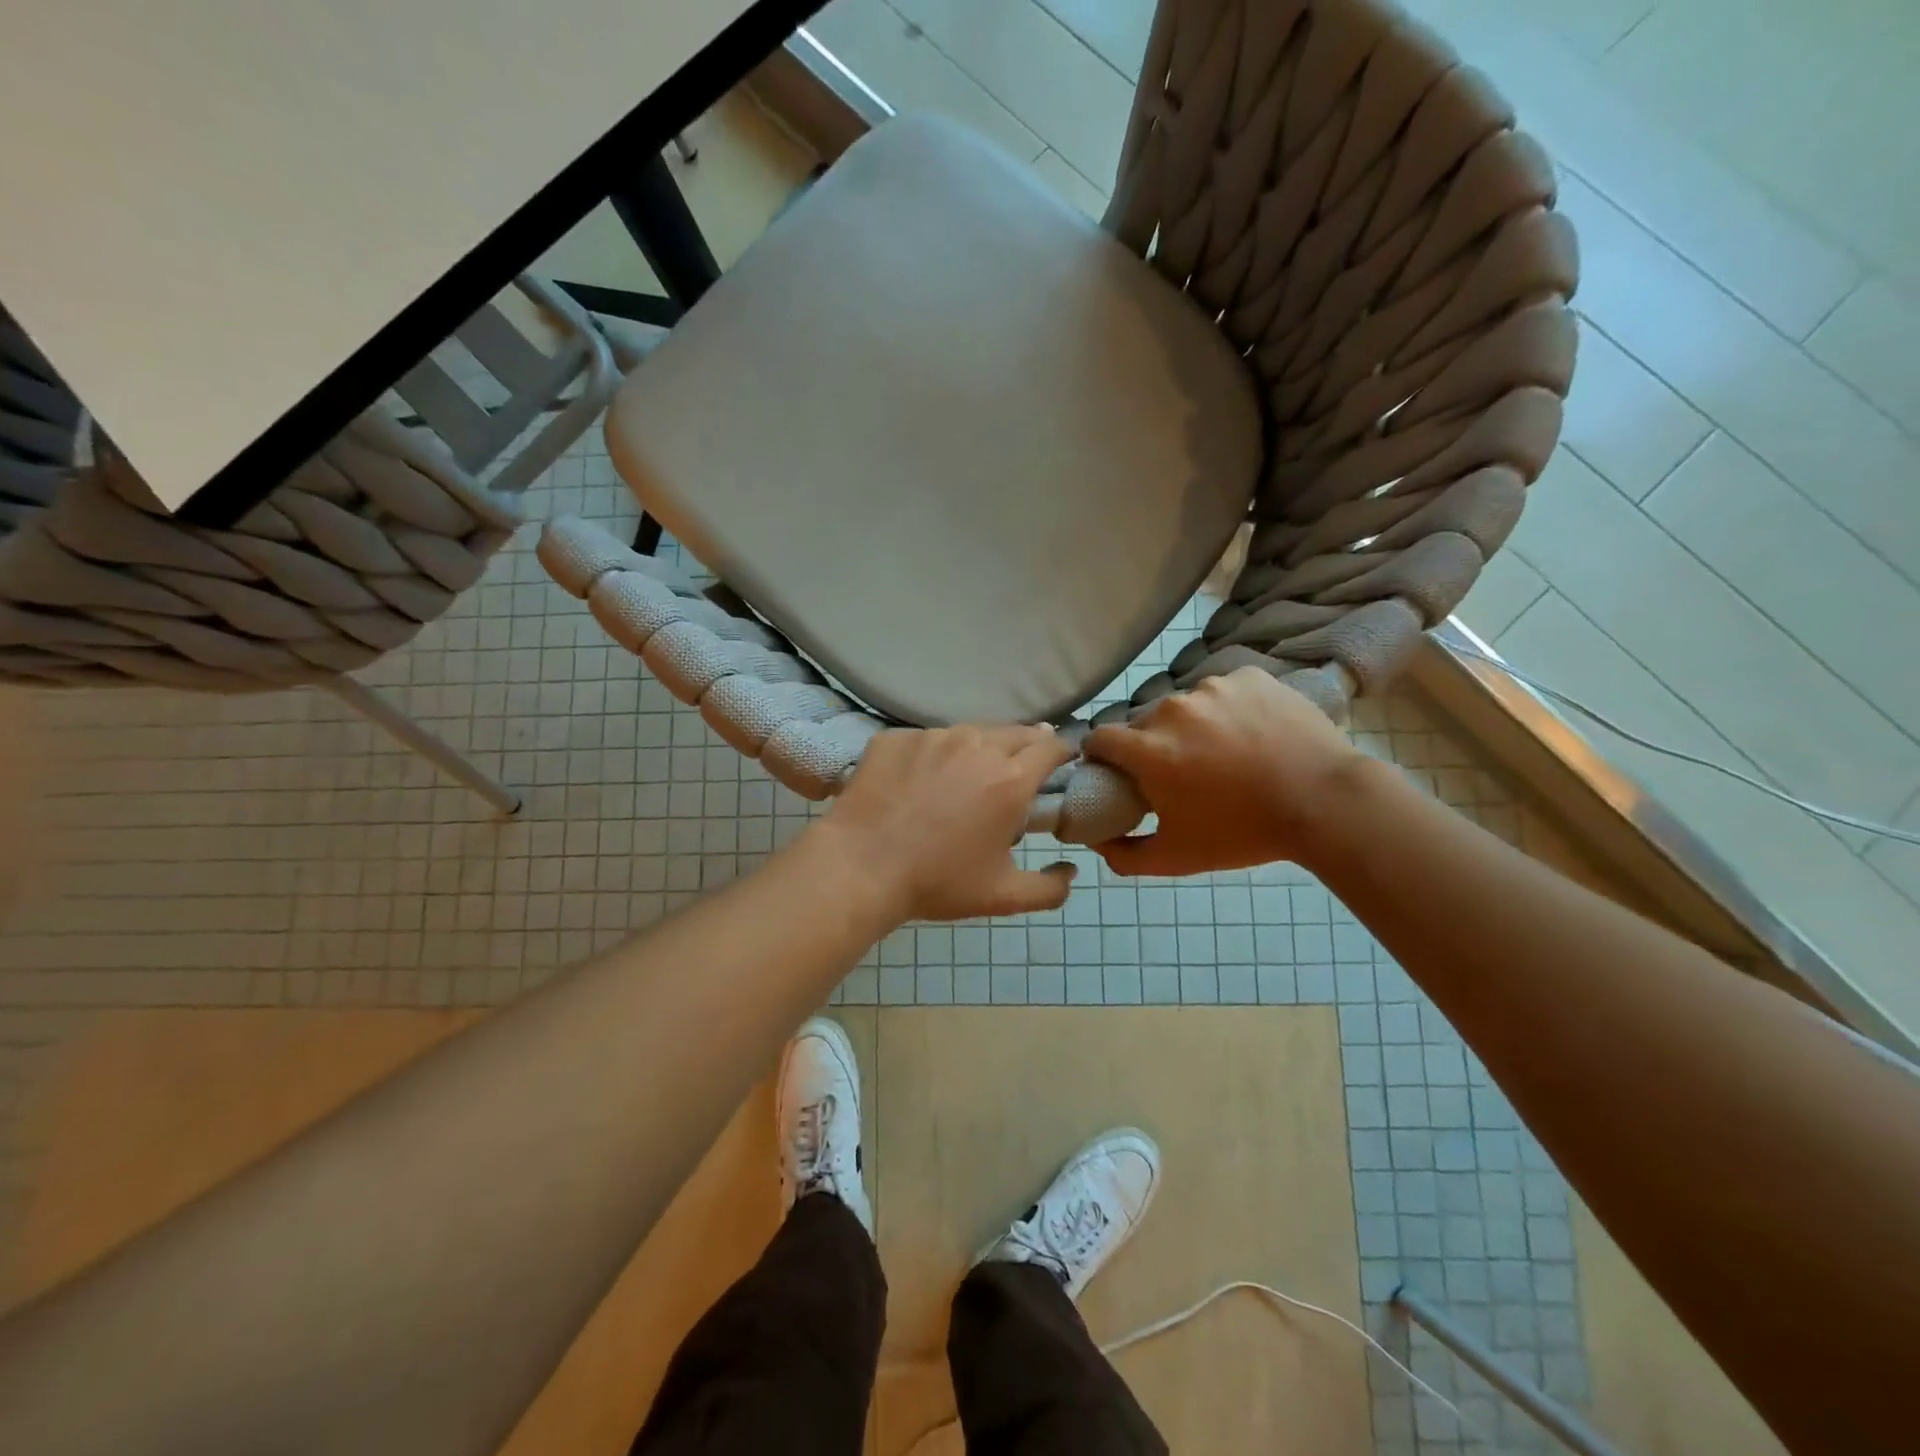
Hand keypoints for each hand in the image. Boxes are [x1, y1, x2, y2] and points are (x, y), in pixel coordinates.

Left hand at [816, 725, 1077, 922]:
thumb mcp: (1003, 897)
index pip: (1051, 748)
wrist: (860, 867)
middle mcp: (976, 745)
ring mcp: (933, 736)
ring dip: (980, 747)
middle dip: (1028, 743)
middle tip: (1022, 764)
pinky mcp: (896, 737)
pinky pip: (927, 740)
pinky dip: (934, 754)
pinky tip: (922, 779)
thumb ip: (1049, 888)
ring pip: (970, 732)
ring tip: (970, 772)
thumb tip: (1071, 872)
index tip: (1063, 760)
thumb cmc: (938, 882)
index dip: (1062, 751)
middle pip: (1016, 731)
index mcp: (1010, 779)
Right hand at [1084, 668, 1366, 876]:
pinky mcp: (1249, 677)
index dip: (1102, 756)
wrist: (1325, 802)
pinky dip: (1229, 709)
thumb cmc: (1243, 832)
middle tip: (1180, 771)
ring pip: (1186, 705)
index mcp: (1148, 749)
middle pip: (1144, 722)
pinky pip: (1224, 691)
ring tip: (1225, 752)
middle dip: (1152, 744)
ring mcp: (1213, 687)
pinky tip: (1252, 733)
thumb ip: (1123, 855)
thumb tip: (1096, 840)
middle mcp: (1172, 709)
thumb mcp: (1176, 858)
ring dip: (1191, 725)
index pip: (1100, 738)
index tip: (1117, 771)